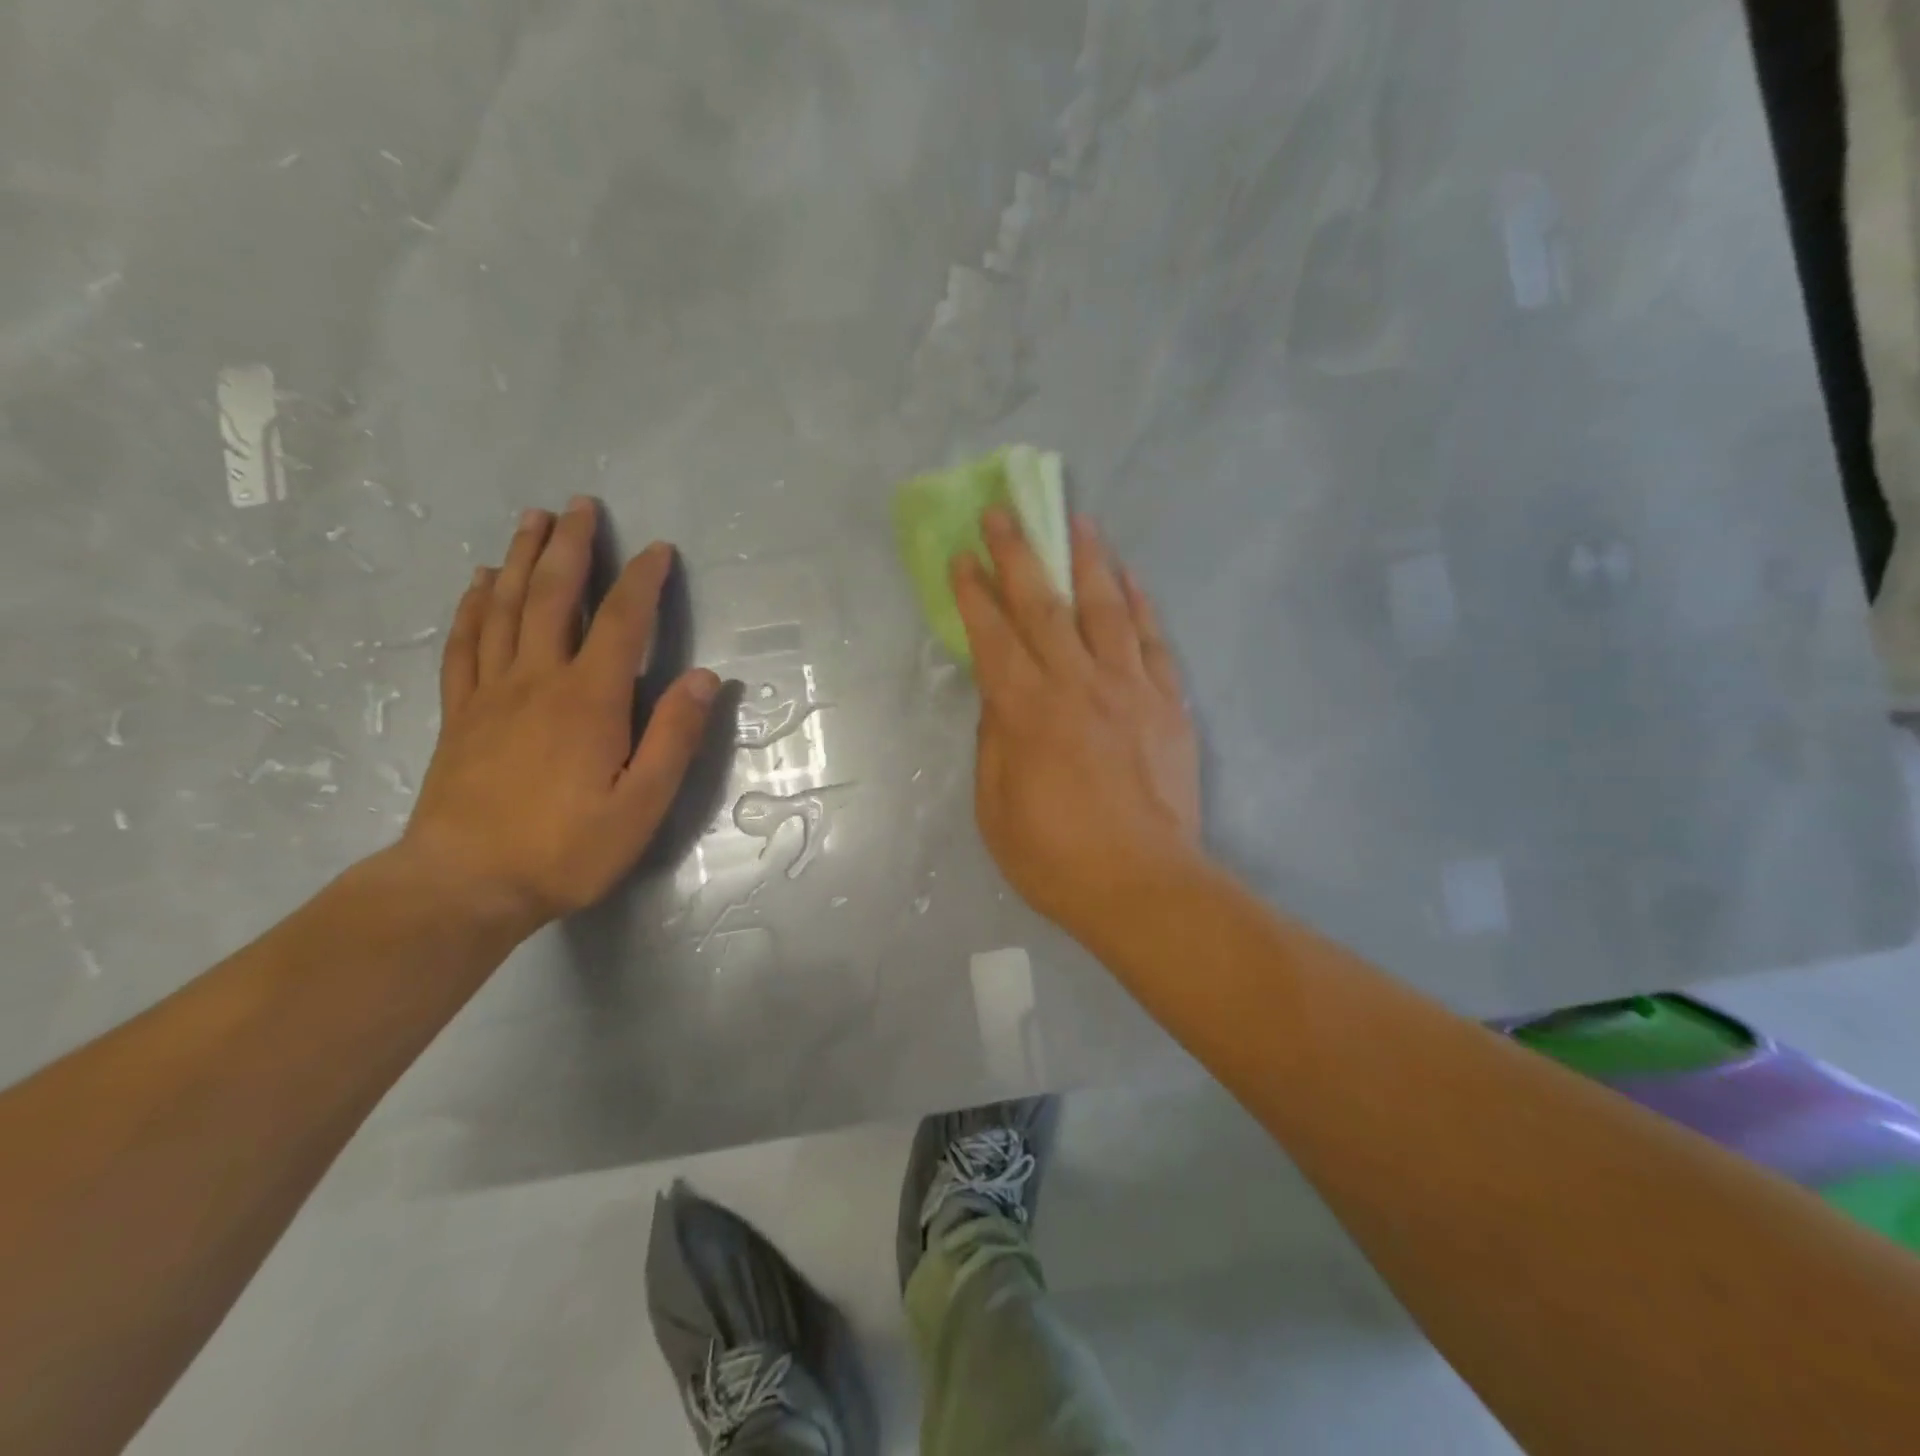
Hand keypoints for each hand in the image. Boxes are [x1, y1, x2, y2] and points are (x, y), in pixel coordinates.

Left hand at [402, 499, 719, 934]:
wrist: (464, 885)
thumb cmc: (566, 848)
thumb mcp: (642, 804)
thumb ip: (674, 736)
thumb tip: (705, 678)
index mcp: (589, 699)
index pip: (622, 622)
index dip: (643, 581)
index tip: (659, 549)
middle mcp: (538, 680)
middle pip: (553, 596)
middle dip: (571, 547)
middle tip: (580, 505)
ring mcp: (491, 693)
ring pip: (506, 608)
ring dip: (522, 559)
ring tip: (532, 520)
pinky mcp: (460, 712)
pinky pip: (465, 643)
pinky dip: (473, 605)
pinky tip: (481, 582)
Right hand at [953, 507, 1203, 949]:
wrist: (1144, 886)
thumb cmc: (1056, 857)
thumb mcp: (996, 809)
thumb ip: (994, 744)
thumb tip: (999, 700)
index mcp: (1027, 712)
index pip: (993, 636)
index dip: (974, 593)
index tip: (961, 557)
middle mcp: (1077, 685)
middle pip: (1044, 605)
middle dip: (1019, 554)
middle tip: (1004, 512)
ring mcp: (1130, 689)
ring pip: (1106, 608)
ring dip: (1088, 560)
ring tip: (1077, 520)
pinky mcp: (1169, 705)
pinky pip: (1154, 641)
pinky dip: (1142, 605)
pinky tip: (1131, 579)